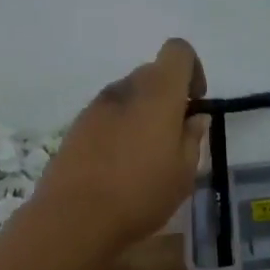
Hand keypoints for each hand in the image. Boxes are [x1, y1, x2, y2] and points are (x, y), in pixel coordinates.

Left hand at [32, 38, 208, 257]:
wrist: (74, 218)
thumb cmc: (140, 193)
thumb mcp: (184, 172)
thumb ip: (193, 138)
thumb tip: (195, 117)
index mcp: (157, 92)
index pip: (178, 51)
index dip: (193, 70)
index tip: (195, 104)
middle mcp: (125, 89)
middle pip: (153, 73)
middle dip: (169, 96)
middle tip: (175, 137)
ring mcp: (95, 106)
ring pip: (129, 95)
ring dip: (144, 114)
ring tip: (147, 156)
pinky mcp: (76, 127)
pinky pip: (108, 116)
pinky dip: (120, 129)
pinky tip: (121, 166)